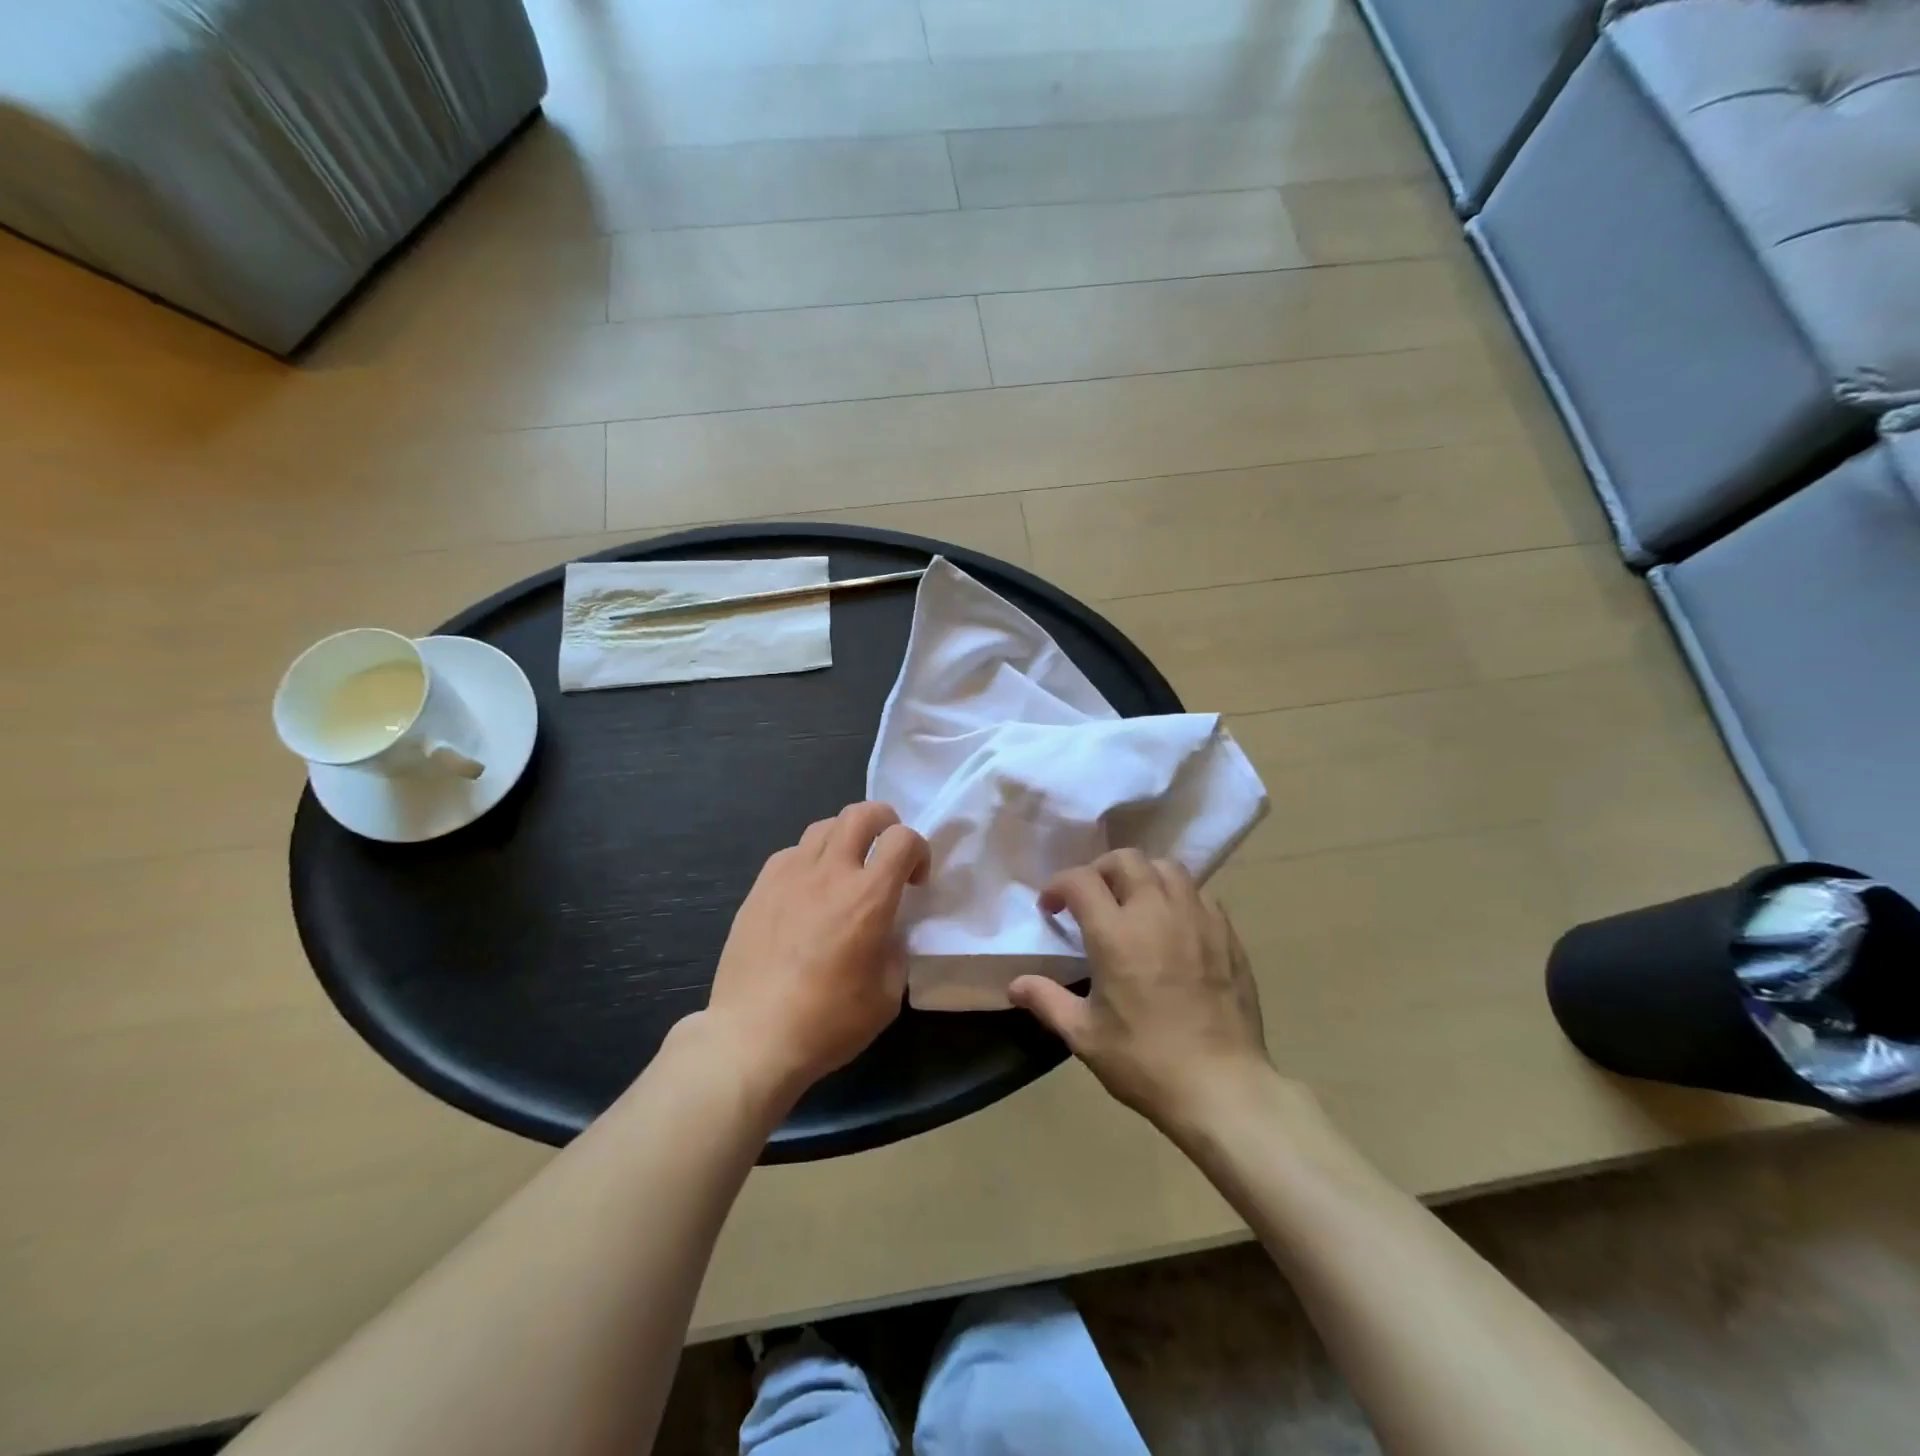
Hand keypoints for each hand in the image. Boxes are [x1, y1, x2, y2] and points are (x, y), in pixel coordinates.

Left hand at [702, 801, 928, 1105]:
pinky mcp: (760, 888)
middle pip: (861, 813)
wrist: (752, 1039)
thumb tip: (888, 930)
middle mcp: (830, 873)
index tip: (915, 881)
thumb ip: (896, 950)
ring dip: (846, 837)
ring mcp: (789, 876)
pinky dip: (811, 860)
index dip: (918, 850)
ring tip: (847, 869)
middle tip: (886, 853)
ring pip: (824, 826)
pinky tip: (808, 892)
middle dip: (885, 822)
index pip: (902, 838)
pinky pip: (792, 852)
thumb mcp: (887, 996)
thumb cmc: (827, 1023)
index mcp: (867, 898)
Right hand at [1008, 850, 1272, 1129]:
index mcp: (1116, 933)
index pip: (1080, 880)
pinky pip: (1198, 893)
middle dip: (1099, 870)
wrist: (1222, 1087)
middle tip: (1090, 899)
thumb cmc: (1145, 1061)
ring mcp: (1197, 919)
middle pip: (1125, 859)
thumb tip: (1014, 985)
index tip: (1051, 907)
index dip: (1058, 885)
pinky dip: (1176, 895)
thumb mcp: (1084, 1036)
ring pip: (1166, 867)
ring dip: (1141, 875)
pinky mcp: (1226, 933)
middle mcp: (1156, 912)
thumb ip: (1047, 1000)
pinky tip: (1171, 924)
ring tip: (1132, 902)